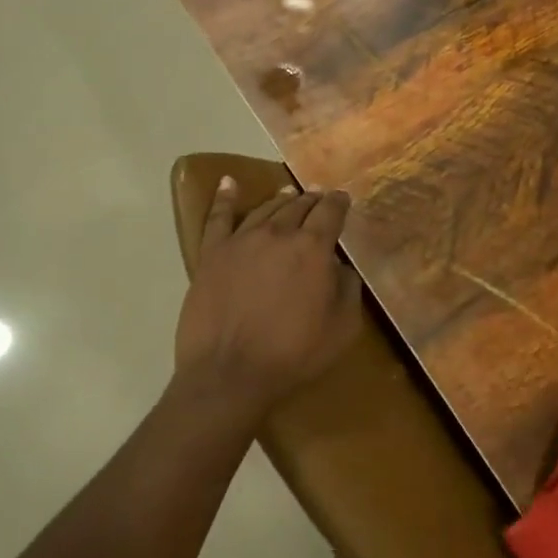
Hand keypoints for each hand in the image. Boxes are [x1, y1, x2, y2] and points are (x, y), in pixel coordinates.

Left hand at [174, 177, 362, 412]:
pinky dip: (224, 197)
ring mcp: (240, 241)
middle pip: (298, 206)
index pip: (330, 213)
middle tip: (319, 197)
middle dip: (312, 200)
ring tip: (288, 194)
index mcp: (312, 248)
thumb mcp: (342, 328)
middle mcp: (277, 234)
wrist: (229, 374)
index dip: (339, 203)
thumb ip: (347, 289)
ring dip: (280, 199)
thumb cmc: (293, 355)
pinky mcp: (211, 255)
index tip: (343, 199)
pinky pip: (217, 218)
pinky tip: (228, 183)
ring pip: (264, 210)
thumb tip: (339, 267)